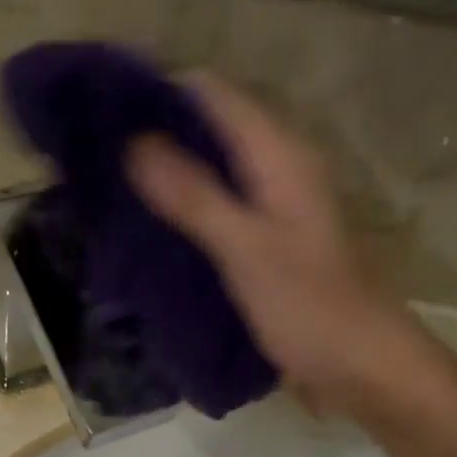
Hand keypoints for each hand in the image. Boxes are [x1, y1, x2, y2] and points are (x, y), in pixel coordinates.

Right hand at [127, 75, 427, 416]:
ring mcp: (274, 206)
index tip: (101, 105)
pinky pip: (218, 208)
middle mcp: (279, 168)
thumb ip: (194, 196)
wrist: (361, 366)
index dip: (160, 90)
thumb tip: (135, 143)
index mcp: (281, 155)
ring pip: (213, 169)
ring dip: (168, 173)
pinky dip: (185, 210)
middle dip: (157, 133)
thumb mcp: (247, 250)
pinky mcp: (267, 242)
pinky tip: (149, 227)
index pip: (213, 93)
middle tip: (94, 151)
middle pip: (211, 127)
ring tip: (109, 184)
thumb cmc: (310, 308)